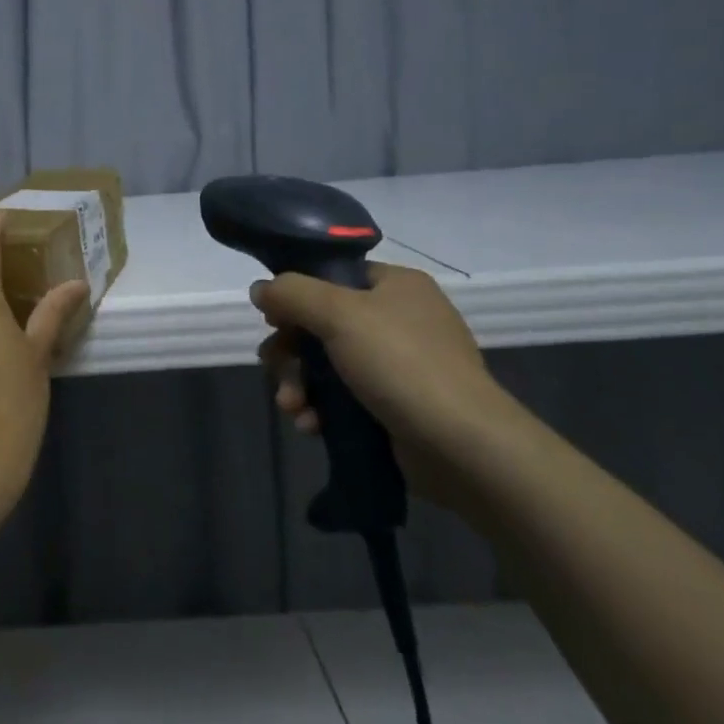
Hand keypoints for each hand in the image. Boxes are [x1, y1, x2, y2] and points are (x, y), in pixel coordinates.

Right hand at [252, 264, 529, 505]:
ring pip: (326, 364)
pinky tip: (311, 426)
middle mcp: (399, 319)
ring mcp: (399, 365)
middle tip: (275, 370)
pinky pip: (343, 397)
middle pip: (321, 324)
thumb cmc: (401, 364)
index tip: (274, 320)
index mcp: (395, 286)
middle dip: (291, 353)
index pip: (333, 276)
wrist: (462, 447)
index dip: (297, 296)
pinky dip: (321, 409)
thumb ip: (292, 293)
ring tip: (293, 408)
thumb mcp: (339, 314)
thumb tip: (261, 290)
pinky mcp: (395, 406)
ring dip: (299, 384)